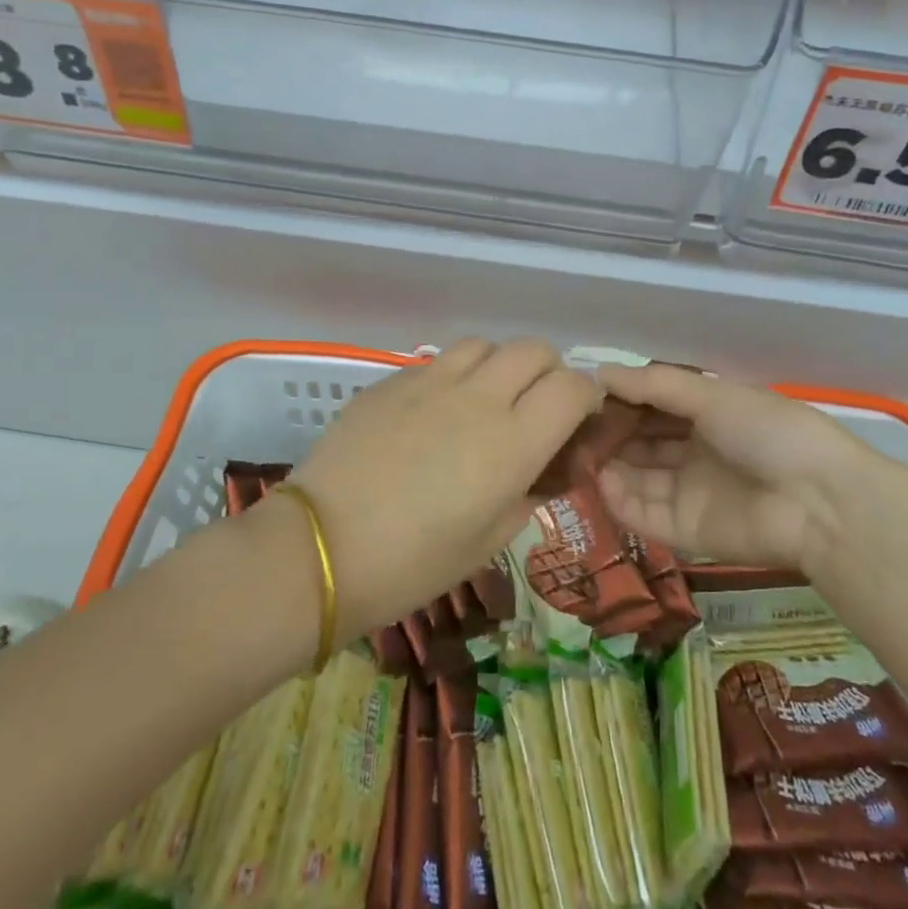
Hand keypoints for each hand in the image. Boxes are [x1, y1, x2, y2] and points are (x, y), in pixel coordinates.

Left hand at [284, 338, 599, 637]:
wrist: (322, 548)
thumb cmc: (413, 563)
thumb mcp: (489, 542)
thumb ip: (527, 495)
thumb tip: (541, 471)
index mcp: (513, 442)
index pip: (573, 388)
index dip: (585, 399)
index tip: (576, 421)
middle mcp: (479, 398)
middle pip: (534, 350)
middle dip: (548, 372)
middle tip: (533, 409)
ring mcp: (431, 382)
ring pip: (485, 345)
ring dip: (498, 367)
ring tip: (483, 402)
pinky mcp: (391, 380)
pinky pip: (438, 361)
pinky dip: (453, 377)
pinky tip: (433, 413)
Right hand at [594, 362, 907, 575]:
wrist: (819, 502)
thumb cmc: (768, 433)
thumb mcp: (712, 396)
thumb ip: (654, 385)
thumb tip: (599, 372)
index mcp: (709, 417)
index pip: (654, 407)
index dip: (622, 400)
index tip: (586, 395)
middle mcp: (696, 454)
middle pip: (642, 443)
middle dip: (610, 434)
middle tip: (573, 428)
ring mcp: (690, 495)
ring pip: (637, 479)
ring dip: (609, 466)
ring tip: (580, 455)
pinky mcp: (686, 533)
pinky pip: (644, 515)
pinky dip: (620, 501)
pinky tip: (600, 483)